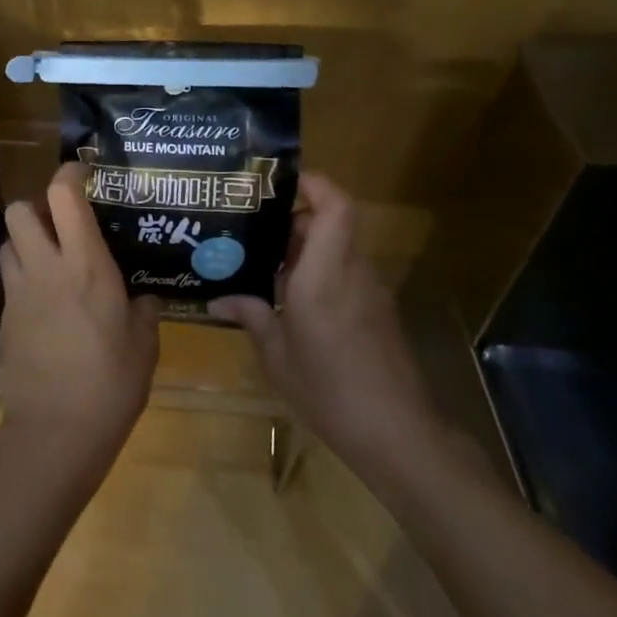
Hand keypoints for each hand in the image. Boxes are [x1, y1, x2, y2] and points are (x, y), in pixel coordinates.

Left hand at [0, 162, 160, 492]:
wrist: (55, 432)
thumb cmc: (110, 385)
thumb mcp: (144, 346)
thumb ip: (143, 312)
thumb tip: (142, 299)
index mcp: (86, 265)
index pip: (64, 197)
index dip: (68, 174)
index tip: (81, 172)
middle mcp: (46, 267)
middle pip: (19, 209)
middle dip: (36, 207)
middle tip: (61, 226)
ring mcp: (19, 292)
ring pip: (7, 242)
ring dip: (25, 242)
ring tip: (49, 261)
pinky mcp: (4, 317)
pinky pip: (9, 279)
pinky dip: (23, 276)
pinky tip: (45, 302)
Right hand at [210, 173, 438, 478]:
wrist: (398, 434)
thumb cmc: (330, 390)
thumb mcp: (277, 356)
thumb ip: (251, 316)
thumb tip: (218, 297)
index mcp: (325, 275)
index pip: (336, 207)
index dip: (313, 183)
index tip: (278, 182)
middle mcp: (351, 272)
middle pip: (330, 222)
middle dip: (291, 219)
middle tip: (249, 227)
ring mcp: (369, 291)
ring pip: (336, 248)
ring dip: (302, 248)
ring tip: (260, 262)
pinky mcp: (376, 311)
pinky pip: (343, 273)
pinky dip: (316, 273)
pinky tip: (287, 299)